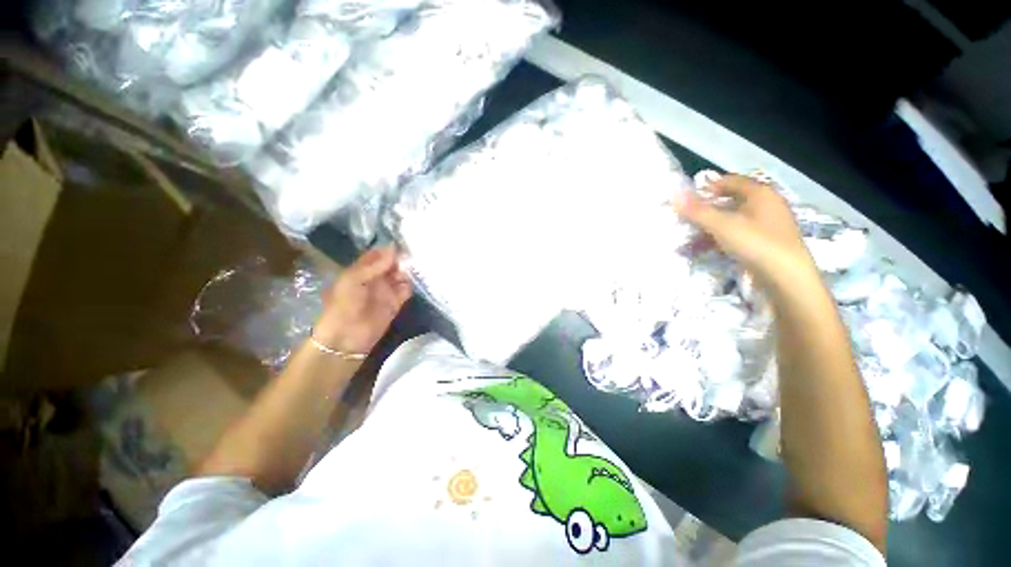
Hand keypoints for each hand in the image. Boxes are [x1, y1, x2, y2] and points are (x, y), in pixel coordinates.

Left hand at [312, 247, 412, 354]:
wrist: (347, 336)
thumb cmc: (344, 304)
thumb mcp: (353, 279)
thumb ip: (374, 265)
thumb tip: (393, 248)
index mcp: (361, 270)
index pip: (378, 254)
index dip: (389, 249)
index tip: (405, 242)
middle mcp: (375, 278)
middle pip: (392, 264)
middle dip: (403, 258)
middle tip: (416, 253)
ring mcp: (387, 290)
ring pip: (401, 275)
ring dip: (409, 271)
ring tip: (419, 265)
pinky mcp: (396, 302)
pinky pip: (406, 290)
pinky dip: (412, 285)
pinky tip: (418, 279)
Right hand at [673, 174, 817, 287]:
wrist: (787, 279)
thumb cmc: (756, 244)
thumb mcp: (722, 226)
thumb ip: (697, 211)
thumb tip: (674, 194)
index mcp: (760, 193)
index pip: (730, 181)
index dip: (708, 187)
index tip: (687, 199)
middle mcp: (766, 205)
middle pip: (730, 201)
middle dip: (706, 210)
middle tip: (686, 219)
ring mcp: (767, 225)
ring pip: (733, 219)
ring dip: (711, 226)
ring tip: (691, 237)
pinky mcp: (765, 243)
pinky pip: (737, 234)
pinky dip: (720, 238)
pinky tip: (706, 249)